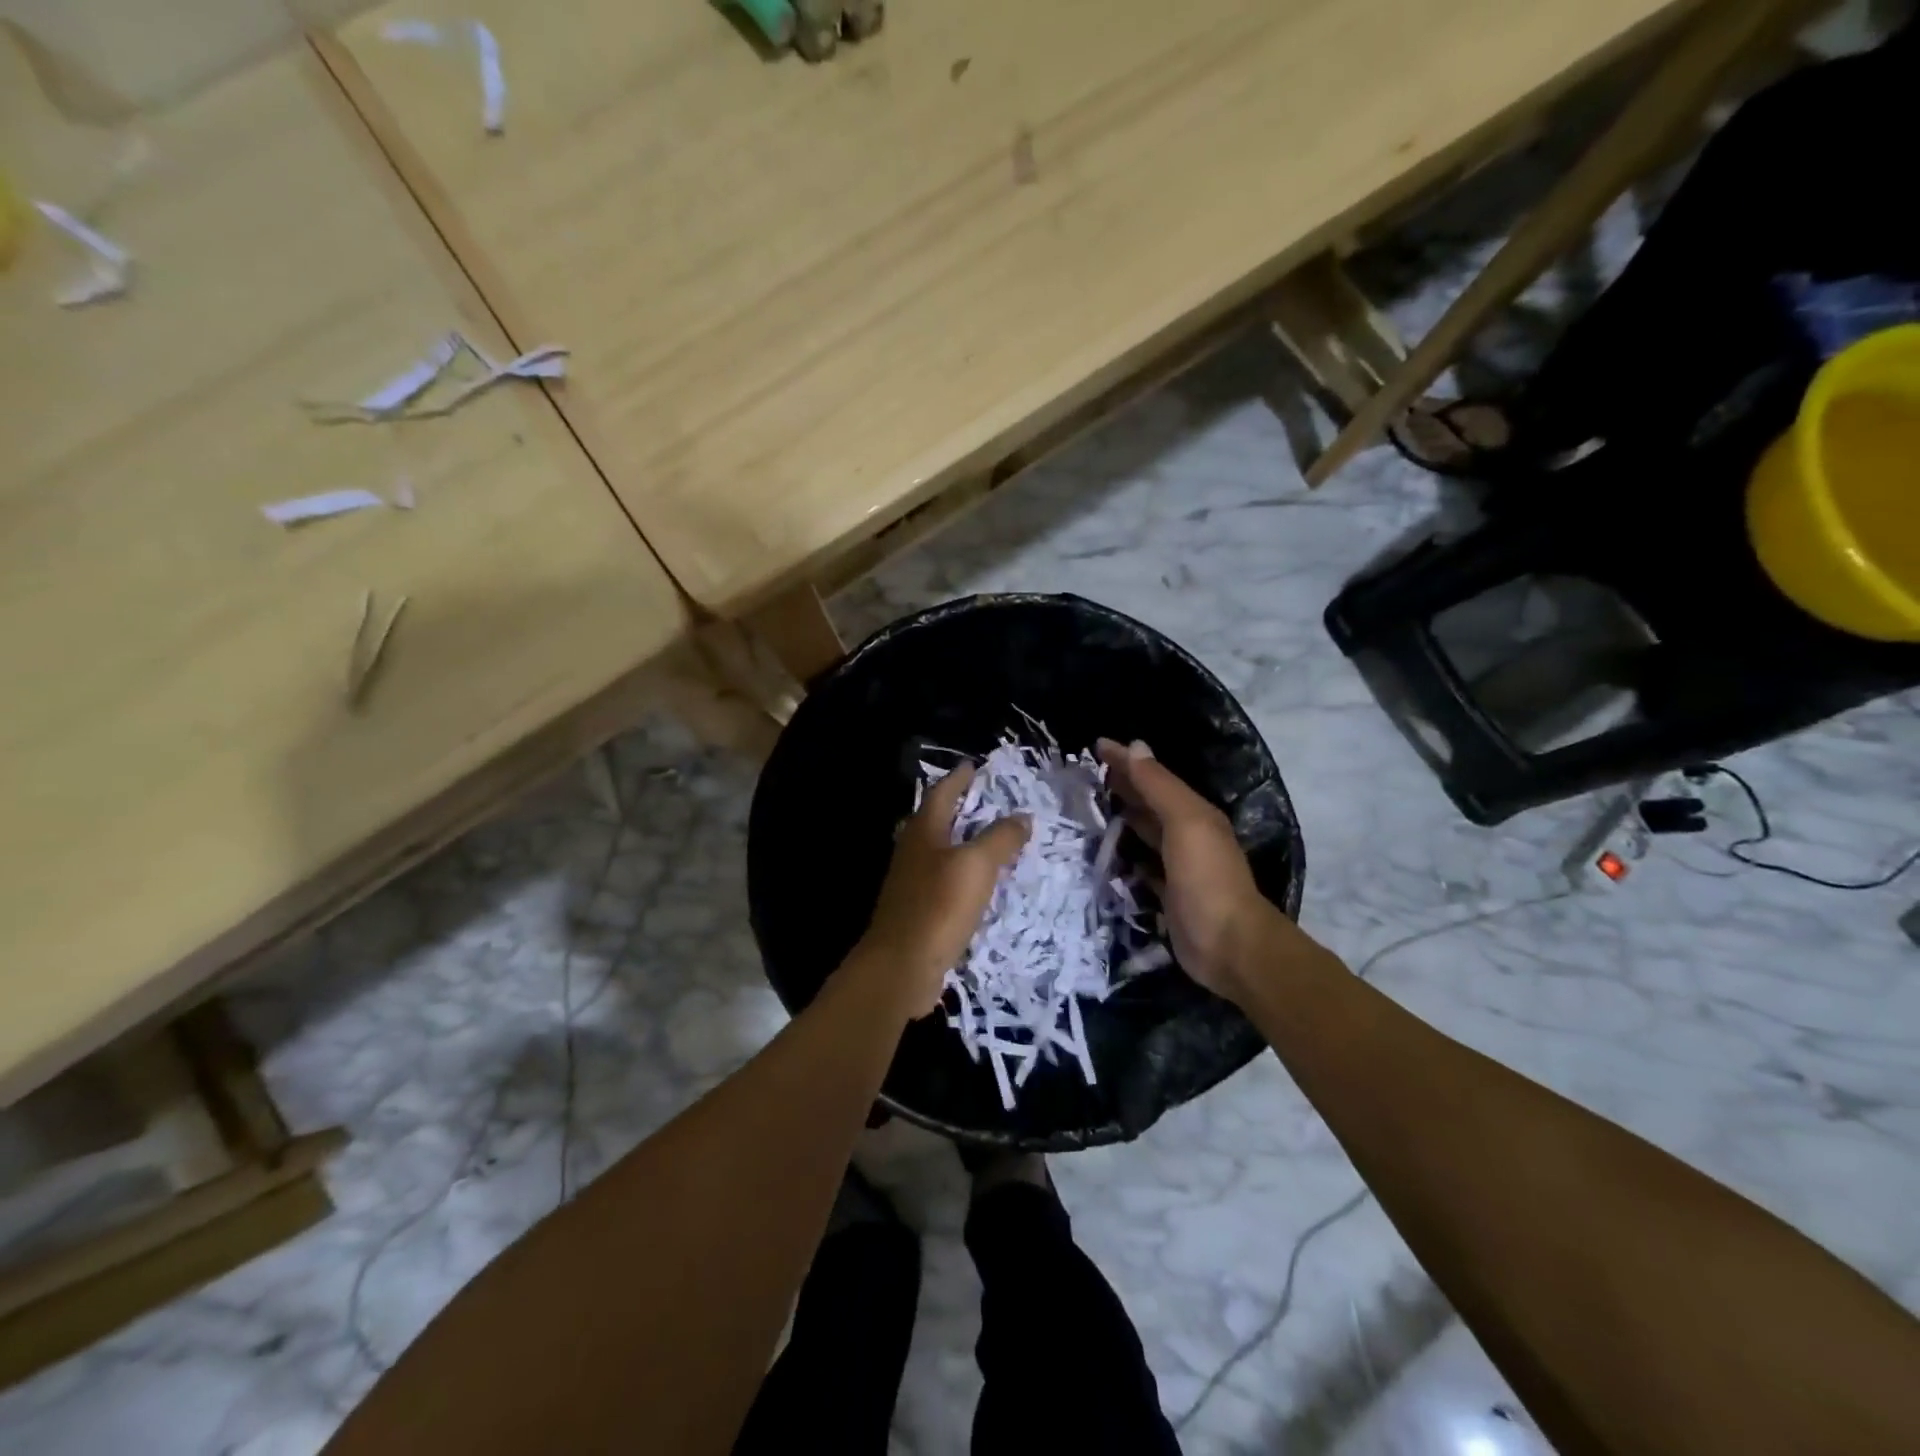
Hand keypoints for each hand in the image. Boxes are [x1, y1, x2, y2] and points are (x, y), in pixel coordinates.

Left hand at [855, 762, 1029, 1017]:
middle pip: (934, 820)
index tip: (973, 766)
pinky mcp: (916, 912)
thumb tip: (1022, 816)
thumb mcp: (977, 865)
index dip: (957, 779)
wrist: (901, 966)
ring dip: (960, 841)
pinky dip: (961, 874)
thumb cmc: (938, 906)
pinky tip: (976, 885)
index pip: (940, 794)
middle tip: (984, 800)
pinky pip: (942, 881)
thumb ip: (1000, 838)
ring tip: (987, 840)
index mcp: (923, 832)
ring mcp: (911, 883)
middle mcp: (912, 852)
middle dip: (957, 808)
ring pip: (937, 852)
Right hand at [1098, 738, 1299, 1004]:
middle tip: (1087, 772)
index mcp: (1194, 813)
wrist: (1228, 945)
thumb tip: (1135, 746)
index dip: (1126, 760)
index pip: (1153, 777)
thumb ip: (1159, 786)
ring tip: (1091, 805)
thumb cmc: (1206, 878)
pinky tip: (1109, 851)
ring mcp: (1178, 866)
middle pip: (1149, 802)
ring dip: (1122, 816)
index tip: (1095, 745)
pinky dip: (1126, 853)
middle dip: (1123, 784)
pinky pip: (1141, 864)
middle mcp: (1187, 834)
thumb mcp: (1185, 823)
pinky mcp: (1167, 894)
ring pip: (1144, 831)